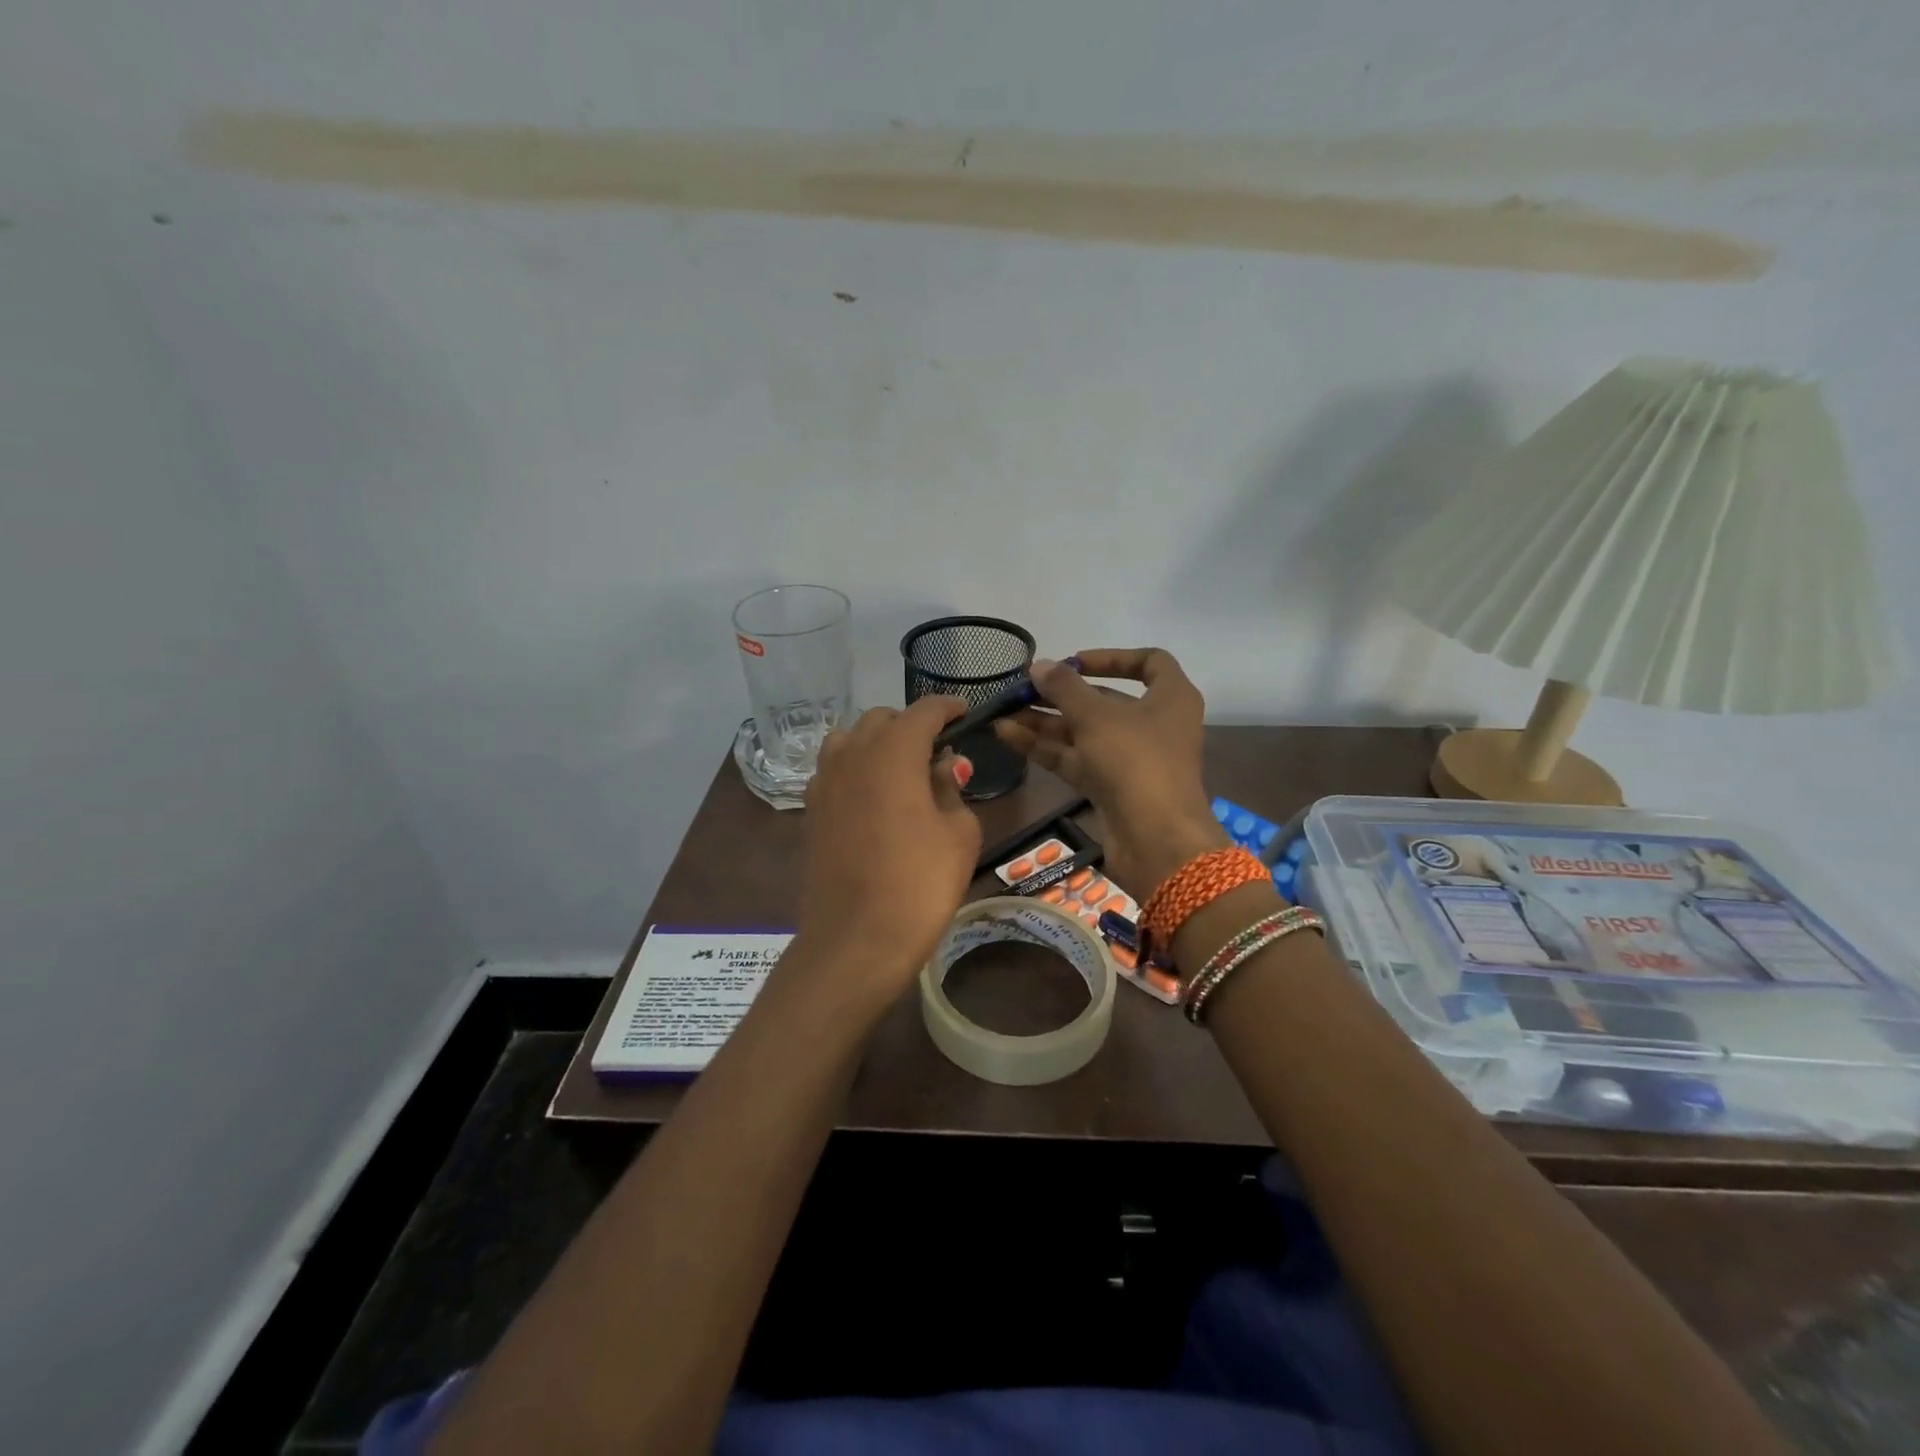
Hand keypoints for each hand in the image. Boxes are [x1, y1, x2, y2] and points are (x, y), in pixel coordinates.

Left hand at [797, 698, 981, 1002]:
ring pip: (850, 740)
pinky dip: (855, 769)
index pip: (923, 711)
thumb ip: (952, 788)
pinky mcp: (811, 811)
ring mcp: (824, 782)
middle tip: (937, 752)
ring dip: (877, 743)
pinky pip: (833, 770)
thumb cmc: (920, 884)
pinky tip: (872, 797)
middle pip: (881, 720)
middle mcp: (852, 755)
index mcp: (893, 752)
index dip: (947, 707)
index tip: (964, 713)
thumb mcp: (959, 834)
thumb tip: (942, 766)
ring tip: (901, 770)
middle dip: (911, 726)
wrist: (856, 940)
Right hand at [994, 649, 1227, 899]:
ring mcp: (1131, 758)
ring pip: (1084, 732)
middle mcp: (1154, 724)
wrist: (1155, 840)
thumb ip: (1064, 688)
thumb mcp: (1096, 716)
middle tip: (1022, 689)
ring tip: (1003, 712)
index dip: (1111, 657)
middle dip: (1061, 695)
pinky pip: (1076, 758)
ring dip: (1045, 721)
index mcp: (1170, 698)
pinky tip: (1008, 735)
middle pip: (1105, 700)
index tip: (1073, 661)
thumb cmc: (1135, 761)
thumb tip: (1039, 666)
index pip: (1149, 662)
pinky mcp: (1111, 787)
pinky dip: (1046, 747)